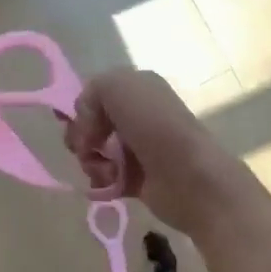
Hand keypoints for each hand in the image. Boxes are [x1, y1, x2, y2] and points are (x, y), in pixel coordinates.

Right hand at [64, 70, 262, 234]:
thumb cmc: (153, 126)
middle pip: (91, 126)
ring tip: (107, 171)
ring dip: (92, 162)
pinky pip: (106, 178)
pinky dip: (103, 182)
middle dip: (82, 139)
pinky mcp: (138, 179)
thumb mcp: (117, 87)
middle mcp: (139, 115)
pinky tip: (112, 184)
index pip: (94, 96)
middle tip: (89, 149)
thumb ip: (91, 92)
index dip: (82, 111)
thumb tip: (87, 124)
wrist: (188, 176)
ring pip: (95, 153)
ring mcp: (139, 149)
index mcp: (137, 89)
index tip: (84, 125)